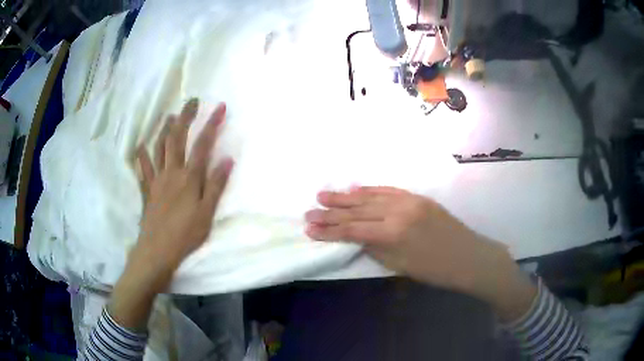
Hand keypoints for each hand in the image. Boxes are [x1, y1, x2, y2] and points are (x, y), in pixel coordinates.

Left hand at [109, 99, 231, 329]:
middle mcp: (172, 172)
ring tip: (170, 116)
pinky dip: (142, 155)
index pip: (203, 144)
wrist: (157, 250)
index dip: (211, 123)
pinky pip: (143, 168)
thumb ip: (216, 185)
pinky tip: (141, 146)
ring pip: (159, 148)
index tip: (219, 107)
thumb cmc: (185, 234)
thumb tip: (227, 159)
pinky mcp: (147, 190)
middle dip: (185, 117)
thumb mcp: (207, 213)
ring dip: (165, 129)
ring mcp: (157, 179)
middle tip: (191, 101)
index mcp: (189, 178)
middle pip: (177, 138)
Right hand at [305, 186, 536, 320]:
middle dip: (331, 212)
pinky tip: (355, 189)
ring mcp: (409, 200)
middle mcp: (398, 211)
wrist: (469, 257)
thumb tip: (355, 237)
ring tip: (324, 195)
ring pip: (370, 197)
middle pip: (358, 211)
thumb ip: (375, 248)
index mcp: (393, 233)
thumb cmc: (435, 270)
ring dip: (345, 197)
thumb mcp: (400, 266)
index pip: (353, 230)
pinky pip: (389, 190)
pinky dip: (370, 190)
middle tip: (309, 210)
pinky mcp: (418, 197)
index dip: (329, 230)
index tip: (309, 228)